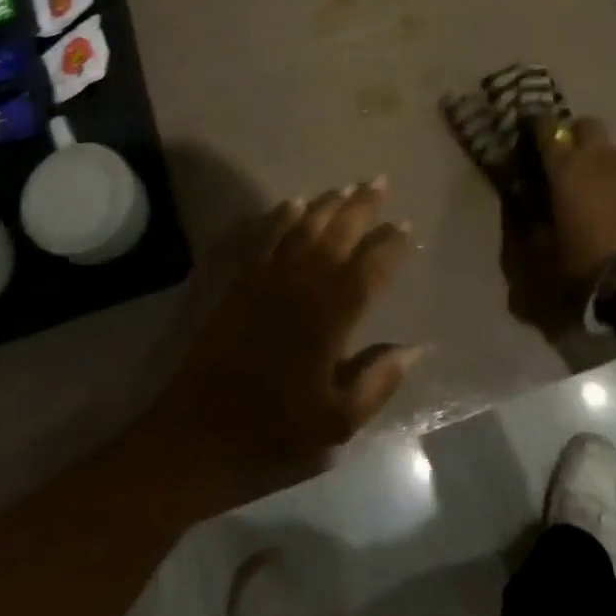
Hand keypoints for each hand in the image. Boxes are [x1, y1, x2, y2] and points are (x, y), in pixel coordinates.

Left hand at [149, 180, 421, 505]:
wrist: (200, 434)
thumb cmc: (275, 433)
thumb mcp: (338, 423)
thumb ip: (377, 381)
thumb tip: (415, 348)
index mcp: (330, 317)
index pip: (369, 269)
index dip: (390, 245)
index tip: (406, 224)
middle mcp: (302, 286)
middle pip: (337, 234)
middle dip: (361, 205)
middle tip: (380, 180)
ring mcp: (268, 279)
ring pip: (303, 227)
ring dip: (327, 204)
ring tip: (346, 186)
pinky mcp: (241, 282)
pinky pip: (266, 236)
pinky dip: (282, 216)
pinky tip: (293, 203)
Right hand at [501, 118, 615, 335]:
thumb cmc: (591, 265)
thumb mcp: (551, 252)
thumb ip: (538, 226)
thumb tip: (532, 215)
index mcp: (567, 168)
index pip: (546, 129)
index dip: (540, 128)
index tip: (535, 136)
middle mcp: (602, 159)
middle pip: (589, 126)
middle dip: (581, 137)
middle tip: (577, 164)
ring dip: (613, 171)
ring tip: (613, 201)